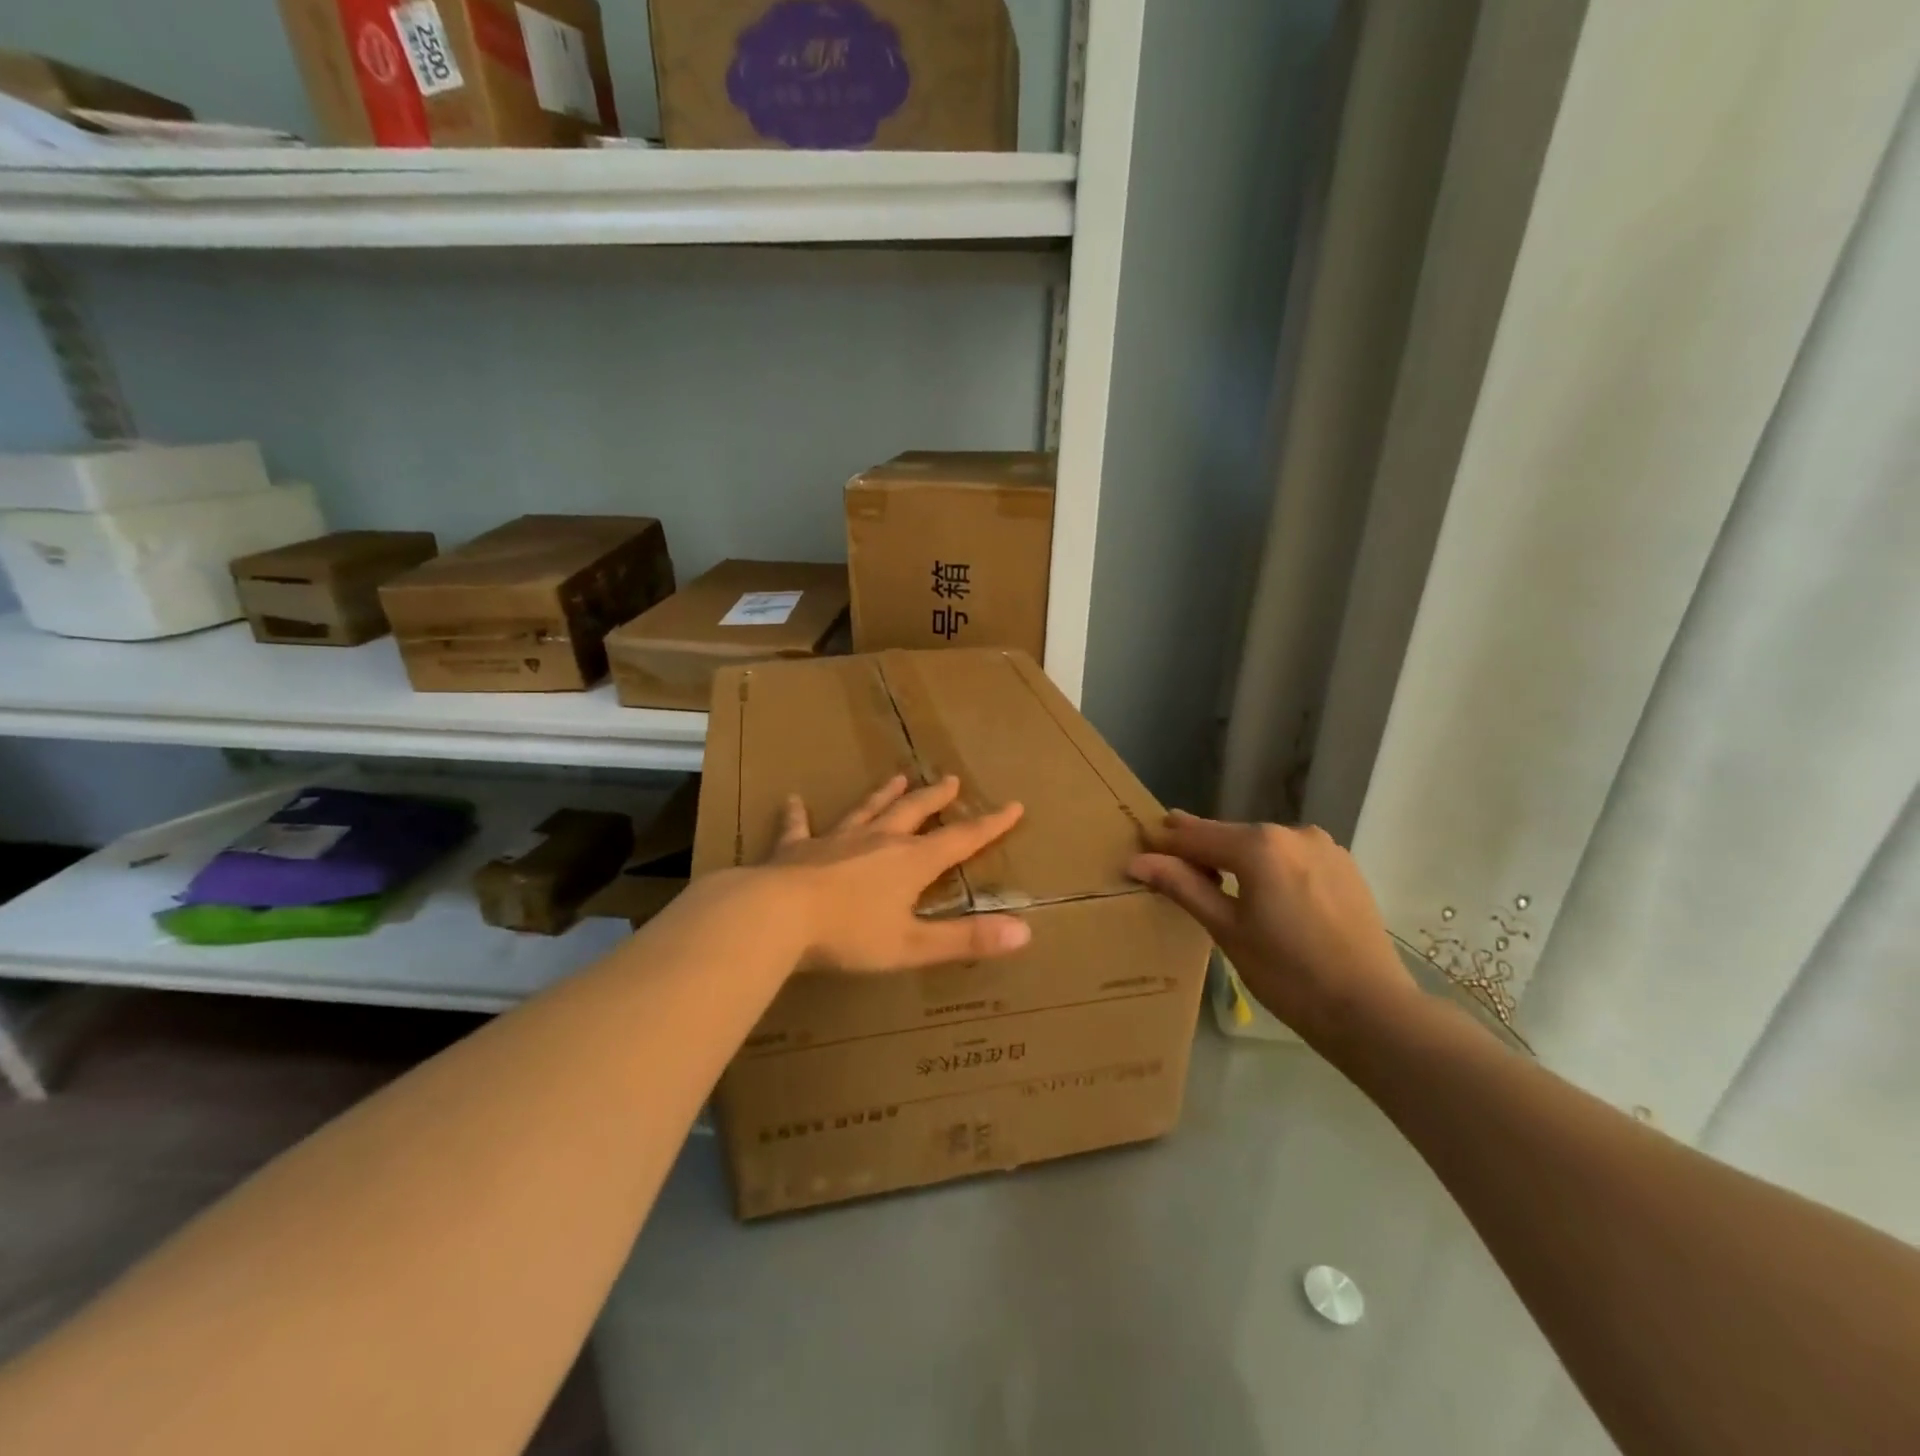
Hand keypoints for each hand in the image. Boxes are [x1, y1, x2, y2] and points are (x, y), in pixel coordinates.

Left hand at [761, 773, 1028, 973]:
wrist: (777, 915)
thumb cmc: (849, 934)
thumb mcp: (913, 945)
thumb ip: (967, 939)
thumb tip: (1026, 933)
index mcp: (910, 862)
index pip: (961, 839)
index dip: (990, 825)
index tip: (1013, 806)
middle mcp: (878, 841)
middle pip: (914, 812)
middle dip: (935, 798)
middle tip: (951, 780)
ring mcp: (836, 840)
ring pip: (866, 811)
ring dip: (883, 795)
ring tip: (897, 777)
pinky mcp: (796, 849)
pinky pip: (799, 826)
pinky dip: (797, 814)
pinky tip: (793, 800)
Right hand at [1128, 811, 1417, 1047]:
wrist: (1372, 1011)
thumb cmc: (1288, 974)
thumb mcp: (1226, 929)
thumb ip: (1183, 886)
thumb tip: (1138, 861)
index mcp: (1259, 844)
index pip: (1196, 835)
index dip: (1165, 840)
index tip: (1139, 841)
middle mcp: (1292, 832)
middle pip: (1230, 836)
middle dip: (1199, 847)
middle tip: (1167, 856)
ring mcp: (1323, 846)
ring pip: (1262, 845)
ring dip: (1234, 856)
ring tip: (1211, 876)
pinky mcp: (1344, 866)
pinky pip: (1290, 857)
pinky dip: (1268, 866)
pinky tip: (1260, 889)